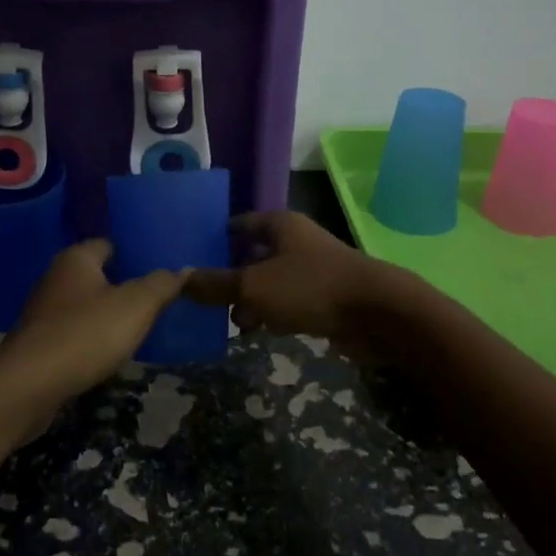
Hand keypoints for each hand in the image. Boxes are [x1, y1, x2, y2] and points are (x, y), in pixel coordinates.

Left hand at [0, 240, 182, 407]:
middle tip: (156, 295)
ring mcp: (43, 313)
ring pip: (84, 306)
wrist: (28, 386)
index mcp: (77, 258)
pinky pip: (72, 333)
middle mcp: (55, 278)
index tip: (159, 264)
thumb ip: (161, 285)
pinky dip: (89, 339)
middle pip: (96, 275)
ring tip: (138, 325)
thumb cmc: (85, 333)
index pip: (109, 244)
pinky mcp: (38, 345)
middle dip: (122, 285)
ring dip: (105, 315)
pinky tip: (108, 352)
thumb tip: (183, 269)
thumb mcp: (136, 306)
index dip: (133, 252)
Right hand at [183, 212, 405, 356]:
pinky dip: (275, 313)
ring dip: (253, 300)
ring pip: (271, 281)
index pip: (239, 224)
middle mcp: (296, 240)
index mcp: (279, 225)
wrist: (376, 312)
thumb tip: (179, 279)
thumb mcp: (254, 285)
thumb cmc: (310, 287)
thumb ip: (216, 284)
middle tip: (207, 299)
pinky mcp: (325, 296)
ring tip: (234, 323)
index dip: (216, 238)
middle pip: (253, 254)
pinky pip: (290, 300)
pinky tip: (263, 331)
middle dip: (231, 277)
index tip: (192, 256)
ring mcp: (312, 268)